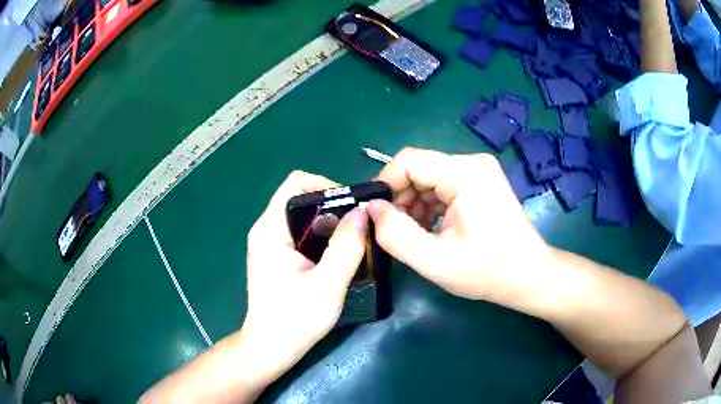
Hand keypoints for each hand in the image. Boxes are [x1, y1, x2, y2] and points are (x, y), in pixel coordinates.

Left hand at [241, 171, 369, 385]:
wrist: (270, 346)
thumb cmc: (295, 319)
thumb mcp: (328, 284)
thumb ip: (346, 246)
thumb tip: (363, 212)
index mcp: (270, 229)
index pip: (296, 182)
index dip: (326, 185)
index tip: (351, 207)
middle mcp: (266, 229)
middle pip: (301, 198)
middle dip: (333, 207)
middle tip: (358, 227)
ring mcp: (269, 243)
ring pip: (303, 217)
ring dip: (330, 224)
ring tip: (352, 241)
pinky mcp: (276, 256)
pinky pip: (301, 234)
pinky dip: (322, 237)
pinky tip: (337, 256)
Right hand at [368, 148, 552, 304]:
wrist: (528, 275)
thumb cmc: (488, 272)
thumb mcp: (436, 262)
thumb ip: (396, 235)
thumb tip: (372, 209)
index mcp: (465, 174)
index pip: (409, 160)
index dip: (385, 184)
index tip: (376, 214)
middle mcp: (473, 162)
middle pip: (419, 167)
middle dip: (400, 197)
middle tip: (394, 229)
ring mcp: (479, 170)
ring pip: (429, 177)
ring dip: (414, 203)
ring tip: (413, 234)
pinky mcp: (481, 181)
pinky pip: (443, 184)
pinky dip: (429, 204)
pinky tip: (431, 228)